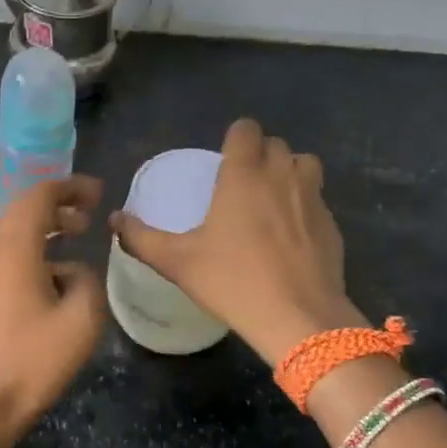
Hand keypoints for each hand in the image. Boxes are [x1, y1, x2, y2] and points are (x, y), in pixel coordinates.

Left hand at [0, 174, 106, 434]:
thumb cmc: (36, 358)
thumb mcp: (82, 316)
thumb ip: (88, 278)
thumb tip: (74, 270)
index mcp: (13, 247)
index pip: (39, 196)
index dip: (71, 187)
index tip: (99, 192)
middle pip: (23, 208)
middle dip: (59, 203)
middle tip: (90, 212)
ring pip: (14, 230)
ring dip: (46, 225)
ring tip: (78, 233)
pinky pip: (8, 252)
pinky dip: (34, 246)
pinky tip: (58, 271)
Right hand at [111, 119, 360, 363]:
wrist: (299, 317)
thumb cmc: (233, 281)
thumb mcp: (177, 262)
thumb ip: (141, 238)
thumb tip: (114, 219)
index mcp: (244, 175)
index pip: (246, 130)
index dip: (235, 137)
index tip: (224, 159)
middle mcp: (282, 176)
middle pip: (276, 144)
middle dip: (259, 154)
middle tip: (241, 183)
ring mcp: (313, 199)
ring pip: (305, 164)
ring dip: (289, 171)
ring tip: (272, 199)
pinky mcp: (332, 225)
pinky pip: (318, 199)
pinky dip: (304, 205)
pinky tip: (291, 235)